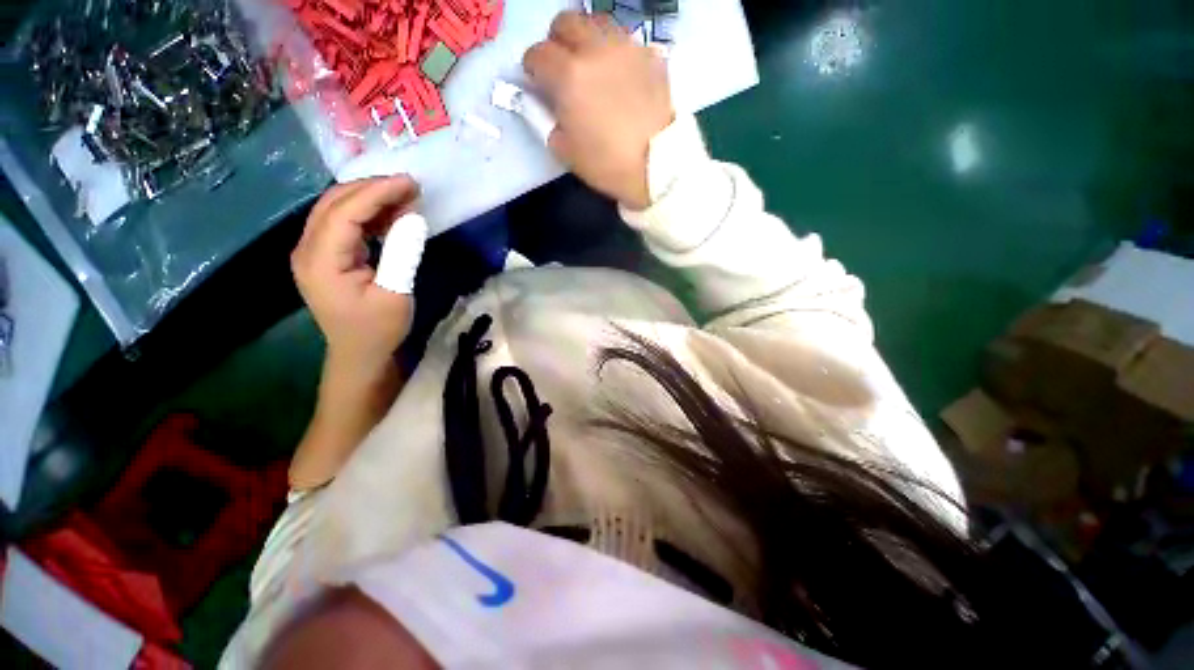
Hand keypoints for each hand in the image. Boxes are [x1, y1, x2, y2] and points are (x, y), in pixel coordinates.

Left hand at [292, 175, 420, 370]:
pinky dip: (367, 213)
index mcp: (321, 261)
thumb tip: (413, 217)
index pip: (345, 212)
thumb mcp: (396, 294)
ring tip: (405, 197)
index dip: (377, 192)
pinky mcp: (324, 255)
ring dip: (370, 198)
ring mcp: (313, 251)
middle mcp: (307, 249)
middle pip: (334, 203)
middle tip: (410, 186)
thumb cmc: (379, 330)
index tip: (410, 183)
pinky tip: (390, 215)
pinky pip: (342, 223)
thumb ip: (402, 253)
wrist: (359, 354)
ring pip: (336, 209)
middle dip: (372, 188)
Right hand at [524, 11, 673, 209]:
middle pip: (566, 22)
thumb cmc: (607, 164)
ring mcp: (626, 47)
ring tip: (591, 64)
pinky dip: (615, 50)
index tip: (536, 81)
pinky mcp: (650, 55)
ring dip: (586, 38)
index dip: (532, 67)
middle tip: (562, 67)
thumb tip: (543, 102)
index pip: (537, 53)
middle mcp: (595, 50)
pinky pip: (626, 39)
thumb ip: (546, 120)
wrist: (656, 166)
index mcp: (568, 75)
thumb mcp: (565, 151)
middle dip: (557, 42)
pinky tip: (619, 72)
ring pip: (597, 21)